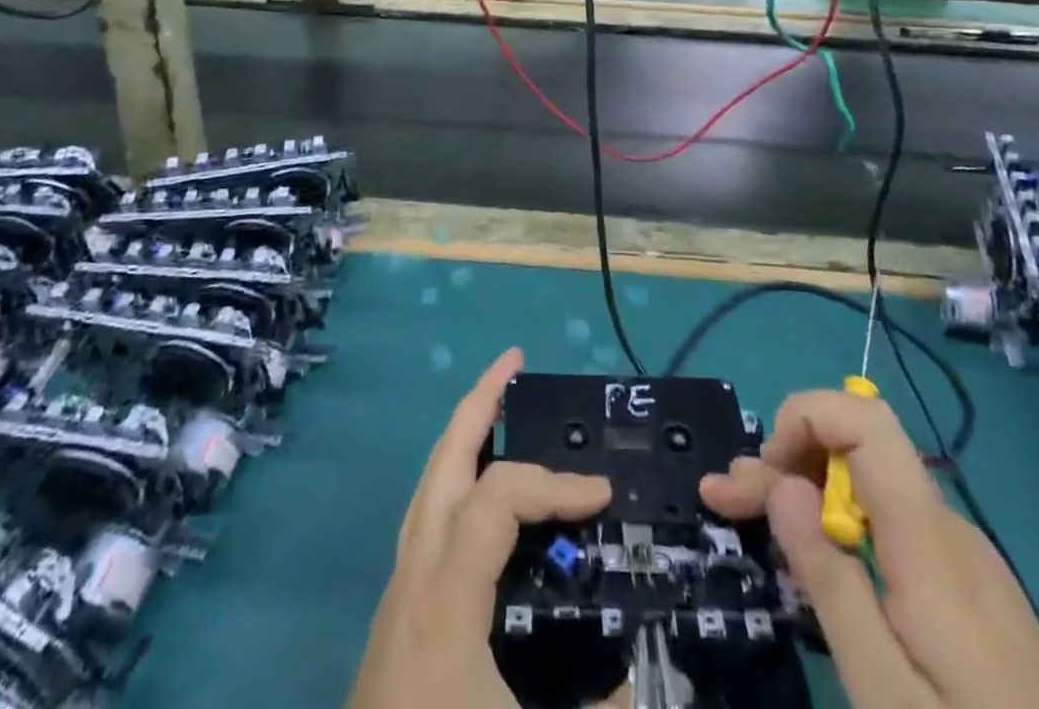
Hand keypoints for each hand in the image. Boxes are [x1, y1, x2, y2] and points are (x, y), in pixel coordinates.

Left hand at [348, 348, 611, 708]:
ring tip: (498, 408)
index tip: (604, 496)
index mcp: (444, 595)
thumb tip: (644, 684)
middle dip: (479, 403)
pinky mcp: (394, 619)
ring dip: (463, 439)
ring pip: (427, 487)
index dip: (556, 483)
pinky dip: (456, 486)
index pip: (500, 496)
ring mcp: (395, 594)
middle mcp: (412, 575)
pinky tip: (479, 501)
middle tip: (514, 362)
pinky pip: (426, 521)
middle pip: (442, 461)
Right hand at [701, 389, 1038, 708]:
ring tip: (754, 518)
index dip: (807, 417)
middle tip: (723, 498)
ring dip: (807, 490)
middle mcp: (950, 530)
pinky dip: (842, 524)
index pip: (867, 421)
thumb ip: (830, 580)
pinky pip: (894, 525)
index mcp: (930, 542)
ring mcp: (966, 560)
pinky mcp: (971, 591)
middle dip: (785, 459)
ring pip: (872, 488)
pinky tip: (816, 558)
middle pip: (859, 451)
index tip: (765, 473)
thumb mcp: (884, 693)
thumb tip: (783, 481)